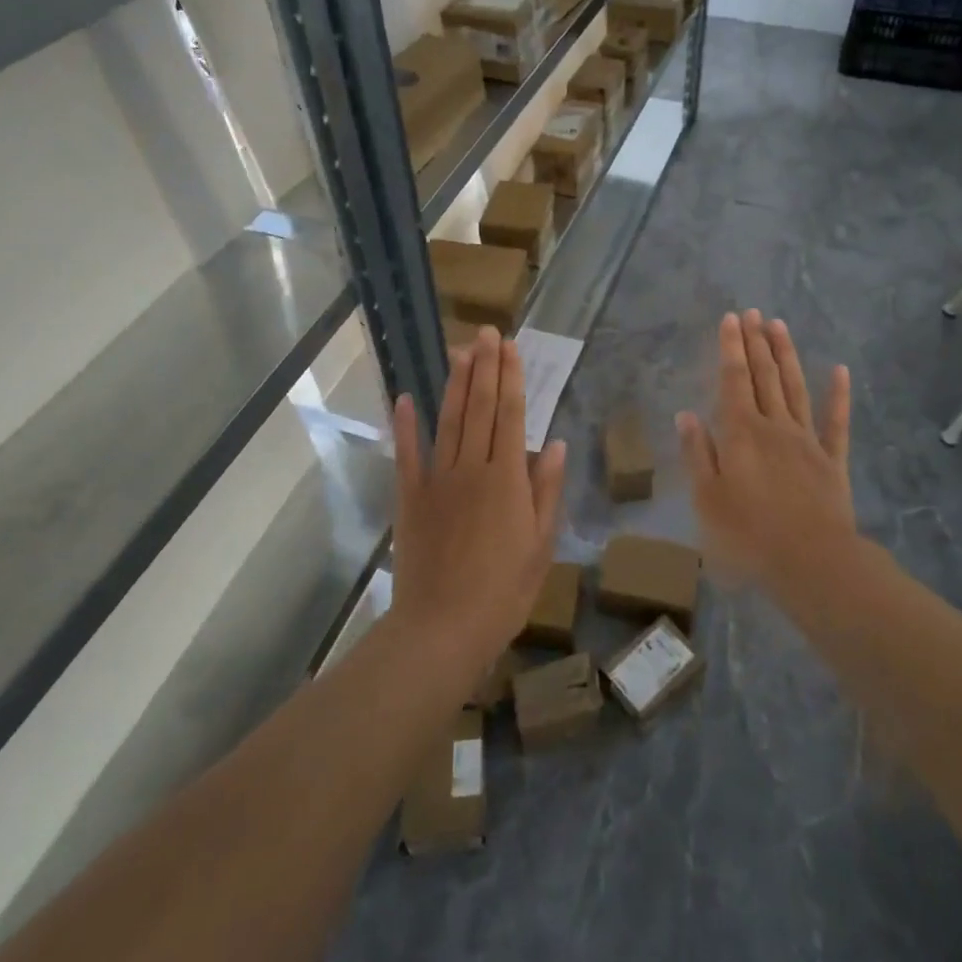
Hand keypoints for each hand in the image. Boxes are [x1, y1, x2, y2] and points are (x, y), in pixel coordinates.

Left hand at [388, 328, 566, 671]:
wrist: (442, 628)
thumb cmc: (503, 592)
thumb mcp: (541, 545)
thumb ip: (546, 490)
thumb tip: (555, 444)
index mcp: (506, 478)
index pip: (511, 414)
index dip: (511, 377)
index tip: (510, 346)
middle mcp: (472, 468)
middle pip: (480, 408)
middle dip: (484, 367)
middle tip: (486, 332)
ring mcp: (437, 480)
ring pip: (449, 421)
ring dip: (456, 383)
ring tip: (461, 350)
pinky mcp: (410, 498)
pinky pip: (407, 454)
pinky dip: (406, 425)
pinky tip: (406, 397)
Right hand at [676, 311, 854, 593]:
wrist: (812, 562)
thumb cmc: (749, 534)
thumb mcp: (707, 498)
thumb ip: (697, 453)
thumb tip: (686, 414)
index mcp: (740, 433)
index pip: (733, 380)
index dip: (731, 348)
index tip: (731, 319)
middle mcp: (774, 426)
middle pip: (764, 376)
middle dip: (756, 343)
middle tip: (754, 312)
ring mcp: (806, 440)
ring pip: (795, 388)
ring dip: (786, 356)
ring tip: (780, 326)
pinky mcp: (831, 460)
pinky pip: (836, 422)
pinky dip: (838, 395)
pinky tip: (839, 371)